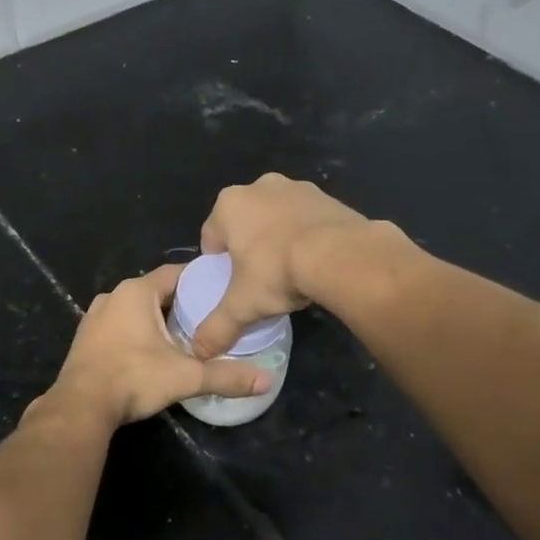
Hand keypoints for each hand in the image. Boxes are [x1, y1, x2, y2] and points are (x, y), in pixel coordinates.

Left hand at [49, 264, 269, 426]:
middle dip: (181, 303)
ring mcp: (95, 316)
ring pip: (136, 309)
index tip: (222, 290)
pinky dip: (137, 332)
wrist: (80, 407)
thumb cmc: (134, 378)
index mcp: (136, 292)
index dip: (200, 280)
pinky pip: (119, 325)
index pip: (175, 273)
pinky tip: (152, 352)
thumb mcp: (186, 376)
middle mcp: (113, 295)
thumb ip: (226, 376)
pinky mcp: (86, 337)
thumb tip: (267, 381)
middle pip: (156, 291)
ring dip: (157, 319)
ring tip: (185, 335)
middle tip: (209, 317)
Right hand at [194, 174, 371, 356]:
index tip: (232, 285)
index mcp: (228, 205)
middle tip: (261, 279)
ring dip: (279, 239)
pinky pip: (307, 219)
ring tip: (291, 272)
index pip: (211, 237)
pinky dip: (307, 236)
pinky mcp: (328, 196)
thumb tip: (199, 352)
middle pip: (245, 224)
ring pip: (277, 218)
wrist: (340, 255)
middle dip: (249, 248)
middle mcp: (259, 186)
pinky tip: (316, 262)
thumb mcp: (242, 306)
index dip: (218, 264)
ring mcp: (296, 187)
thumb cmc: (277, 272)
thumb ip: (217, 328)